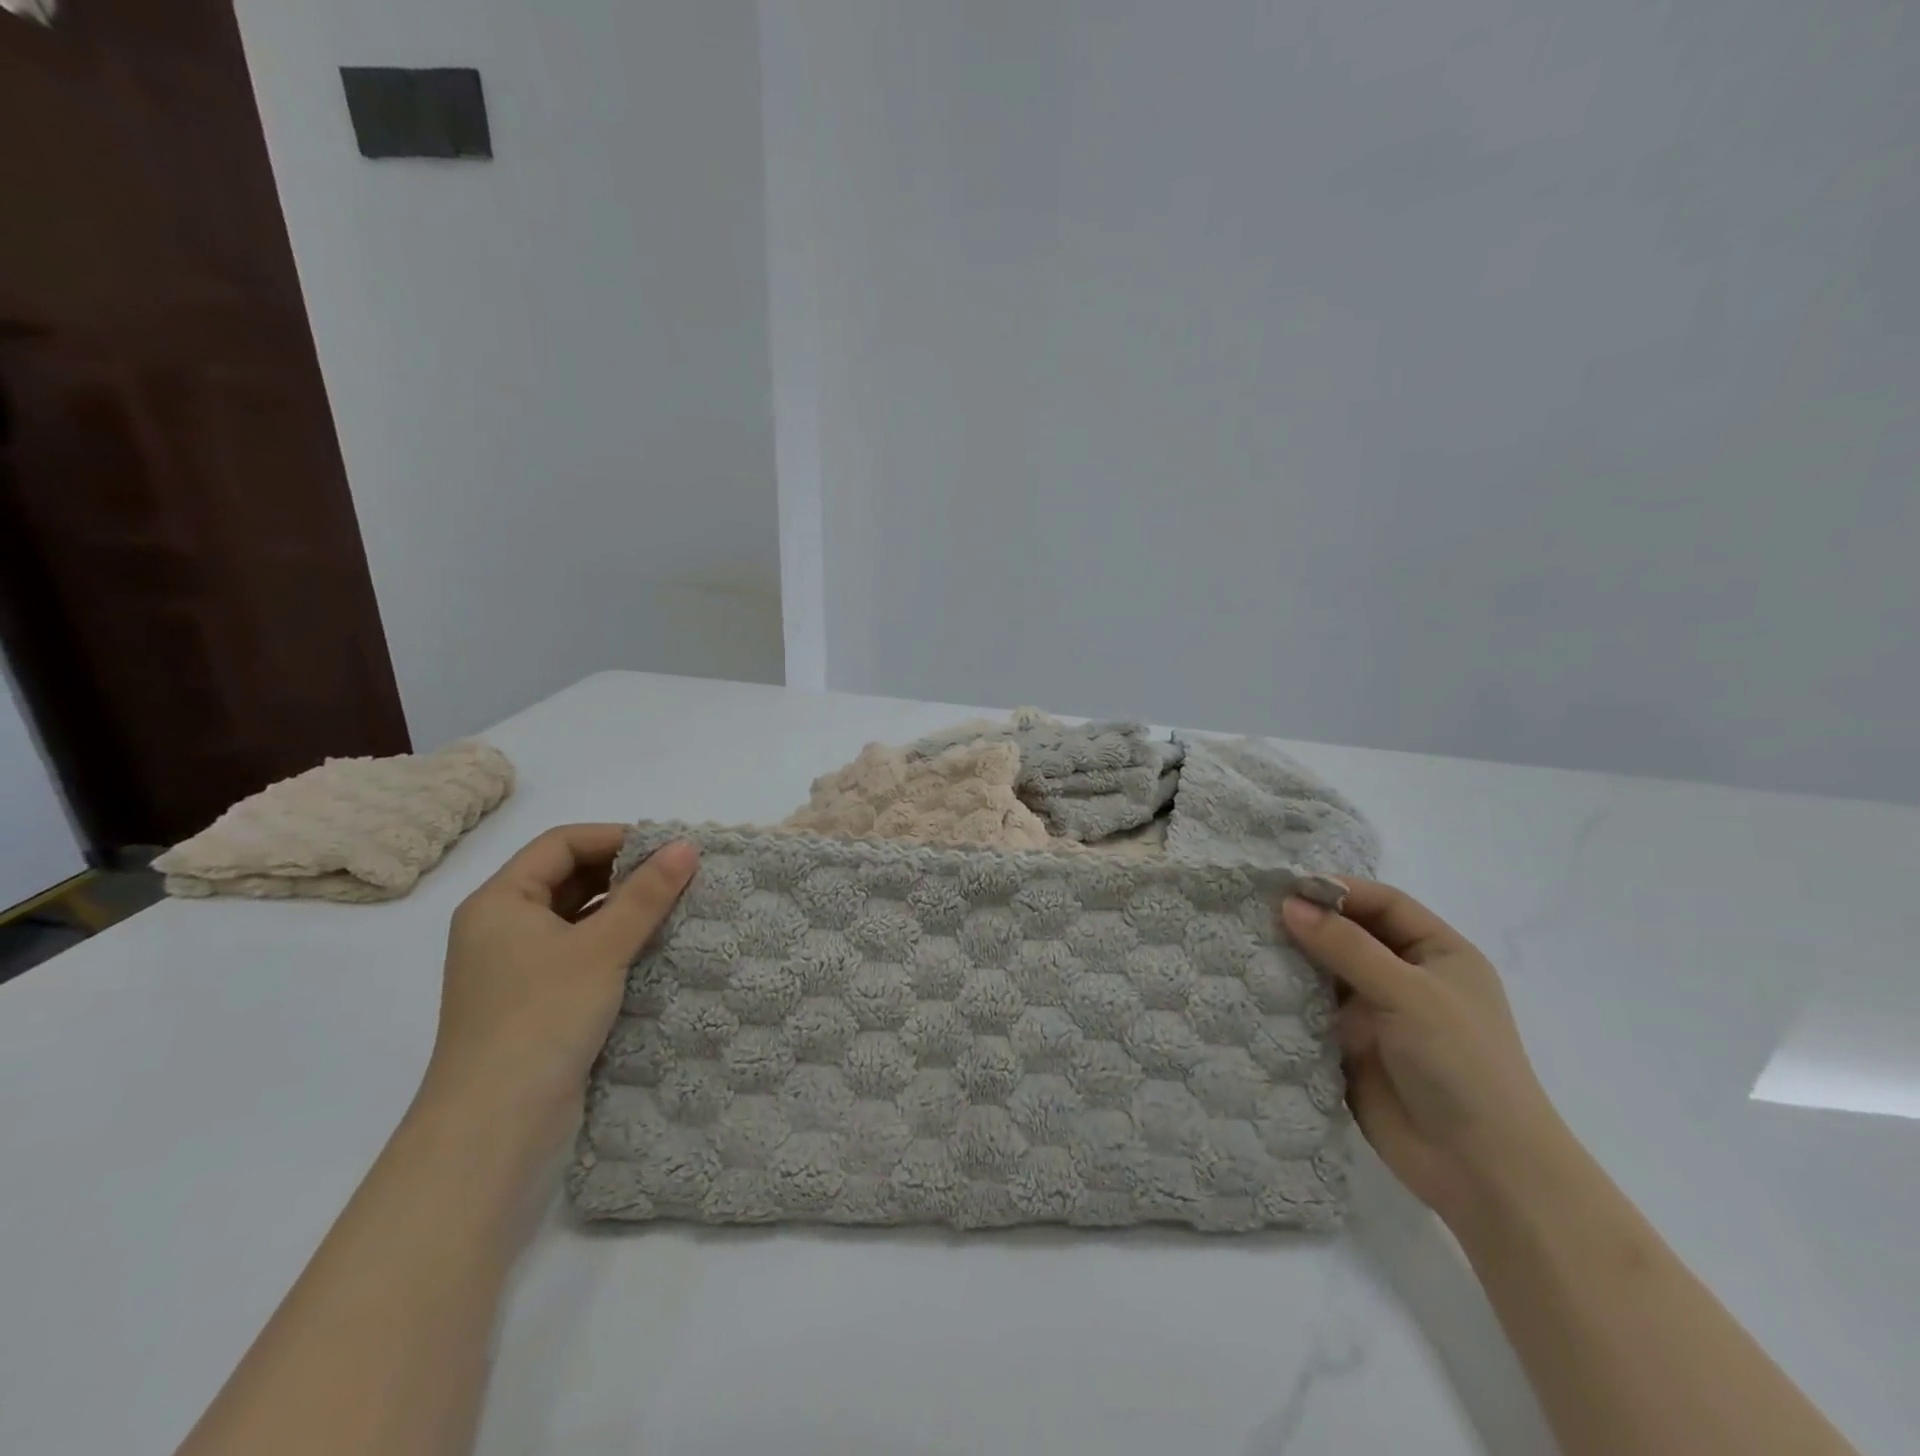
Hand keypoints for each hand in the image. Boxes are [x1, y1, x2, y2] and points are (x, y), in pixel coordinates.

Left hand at [419, 825, 698, 1148]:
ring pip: (577, 917)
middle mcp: (502, 927)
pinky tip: (653, 949)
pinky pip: (580, 952)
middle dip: (624, 873)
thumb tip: (686, 846)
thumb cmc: (541, 1019)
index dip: (616, 838)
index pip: (561, 844)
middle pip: (568, 877)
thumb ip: (646, 894)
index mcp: (499, 902)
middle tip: (679, 877)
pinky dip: (615, 943)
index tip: (668, 850)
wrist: (494, 1129)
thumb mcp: (601, 949)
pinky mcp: (535, 1001)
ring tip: (675, 909)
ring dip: (623, 909)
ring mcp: (516, 967)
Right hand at [1280, 881, 1573, 1226]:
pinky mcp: (1349, 1046)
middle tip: (1254, 912)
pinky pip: (1313, 1010)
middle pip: (1350, 934)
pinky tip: (1254, 985)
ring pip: (1326, 971)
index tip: (1286, 887)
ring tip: (1246, 943)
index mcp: (1438, 954)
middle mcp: (1406, 977)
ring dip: (1294, 959)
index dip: (1339, 891)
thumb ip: (1346, 946)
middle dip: (1309, 923)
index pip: (1383, 904)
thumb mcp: (1408, 993)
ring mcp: (1377, 1013)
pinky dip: (1288, 997)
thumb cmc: (1461, 1064)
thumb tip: (1288, 904)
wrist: (1481, 1170)